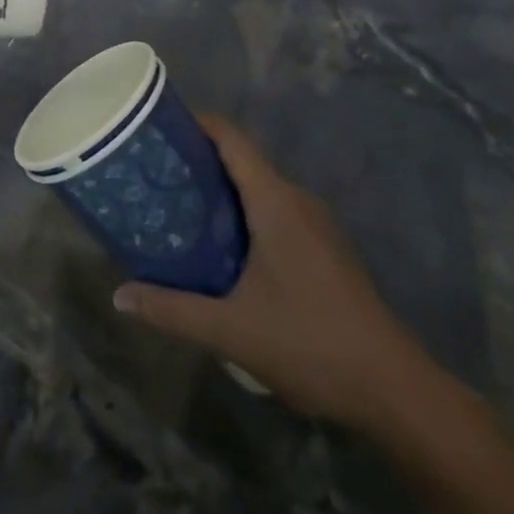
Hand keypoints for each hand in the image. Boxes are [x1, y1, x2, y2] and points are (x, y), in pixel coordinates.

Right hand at [113, 116, 427, 429]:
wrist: (394, 390)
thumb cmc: (311, 345)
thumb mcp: (232, 331)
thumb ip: (172, 310)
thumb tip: (119, 297)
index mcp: (275, 201)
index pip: (231, 138)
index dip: (195, 123)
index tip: (157, 128)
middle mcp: (296, 200)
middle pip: (242, 160)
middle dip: (198, 161)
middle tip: (155, 176)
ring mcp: (316, 224)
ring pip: (259, 188)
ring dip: (221, 191)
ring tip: (178, 208)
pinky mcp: (325, 248)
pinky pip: (275, 211)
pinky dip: (243, 213)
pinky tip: (222, 247)